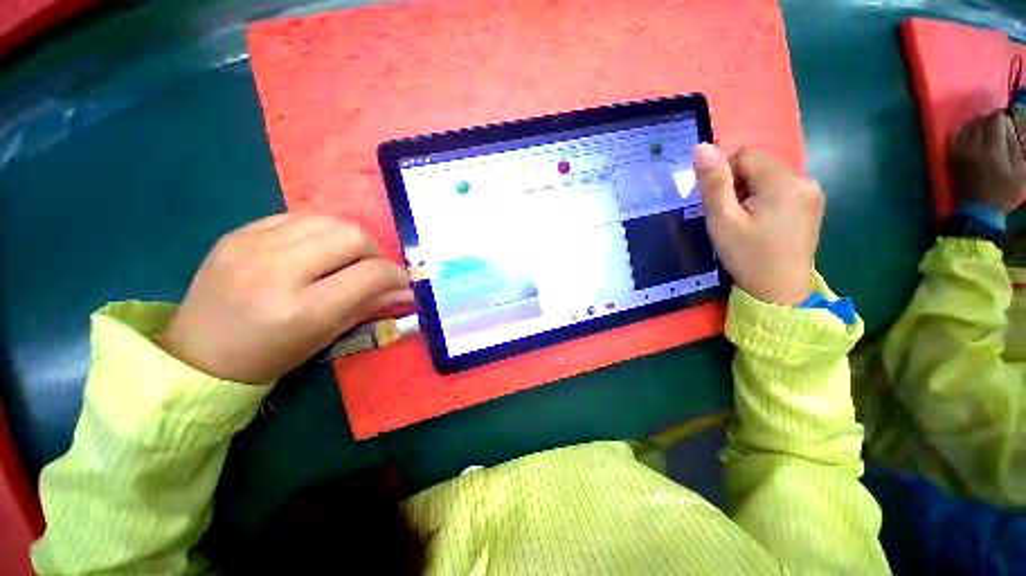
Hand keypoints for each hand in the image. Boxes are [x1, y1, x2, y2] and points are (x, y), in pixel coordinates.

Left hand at [156, 214, 412, 382]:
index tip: (400, 281)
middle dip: (372, 251)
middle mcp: (278, 269)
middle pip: (352, 235)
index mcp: (303, 308)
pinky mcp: (239, 232)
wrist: (199, 353)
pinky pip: (297, 217)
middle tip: (368, 269)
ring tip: (341, 258)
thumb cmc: (271, 354)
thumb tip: (406, 290)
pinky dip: (317, 231)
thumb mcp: (327, 335)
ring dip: (347, 238)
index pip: (370, 274)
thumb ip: (370, 305)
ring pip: (328, 220)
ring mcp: (253, 245)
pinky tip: (312, 250)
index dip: (395, 274)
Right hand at [693, 144, 823, 305]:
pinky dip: (767, 201)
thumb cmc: (747, 256)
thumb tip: (702, 147)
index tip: (724, 205)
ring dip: (752, 194)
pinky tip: (764, 225)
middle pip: (759, 166)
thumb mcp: (723, 220)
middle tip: (734, 218)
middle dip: (740, 186)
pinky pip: (783, 190)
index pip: (745, 155)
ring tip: (749, 224)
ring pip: (770, 178)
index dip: (726, 177)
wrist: (780, 291)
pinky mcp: (814, 206)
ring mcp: (813, 193)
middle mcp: (805, 180)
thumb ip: (714, 183)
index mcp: (783, 181)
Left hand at [948, 110, 1025, 212]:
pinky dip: (963, 130)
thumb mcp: (1021, 173)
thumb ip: (1021, 150)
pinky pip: (954, 136)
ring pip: (967, 126)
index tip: (1007, 120)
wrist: (977, 211)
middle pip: (980, 121)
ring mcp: (959, 152)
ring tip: (985, 129)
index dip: (1002, 117)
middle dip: (990, 119)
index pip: (994, 120)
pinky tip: (970, 134)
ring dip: (976, 123)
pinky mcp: (951, 158)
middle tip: (997, 125)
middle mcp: (973, 147)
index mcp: (992, 150)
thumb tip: (1019, 131)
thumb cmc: (1003, 194)